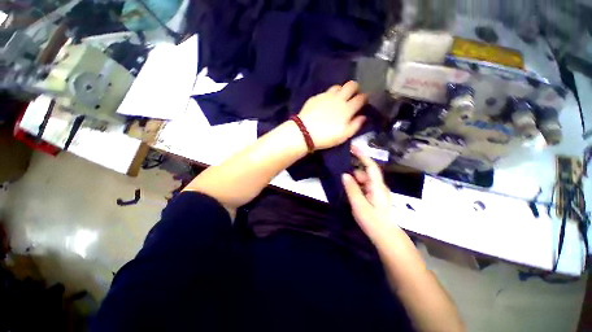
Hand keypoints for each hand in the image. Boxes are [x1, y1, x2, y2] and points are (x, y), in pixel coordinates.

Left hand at [298, 81, 367, 149]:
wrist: (305, 132)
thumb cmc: (326, 136)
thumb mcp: (344, 135)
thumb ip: (356, 125)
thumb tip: (363, 117)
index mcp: (347, 108)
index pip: (361, 98)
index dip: (365, 98)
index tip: (364, 101)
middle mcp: (339, 98)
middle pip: (351, 85)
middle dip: (355, 88)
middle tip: (353, 95)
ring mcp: (326, 96)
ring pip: (338, 86)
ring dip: (342, 90)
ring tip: (339, 98)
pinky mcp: (316, 97)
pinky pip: (326, 92)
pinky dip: (329, 95)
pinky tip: (326, 102)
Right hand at [342, 147, 401, 244]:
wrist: (386, 236)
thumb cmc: (373, 221)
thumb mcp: (359, 205)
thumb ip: (352, 189)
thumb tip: (344, 174)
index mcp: (377, 186)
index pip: (370, 166)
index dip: (362, 155)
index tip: (352, 147)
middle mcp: (379, 186)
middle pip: (365, 173)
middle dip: (353, 173)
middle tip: (340, 176)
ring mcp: (377, 192)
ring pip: (364, 180)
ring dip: (354, 181)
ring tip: (343, 186)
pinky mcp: (375, 197)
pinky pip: (364, 187)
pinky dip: (356, 186)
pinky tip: (349, 192)